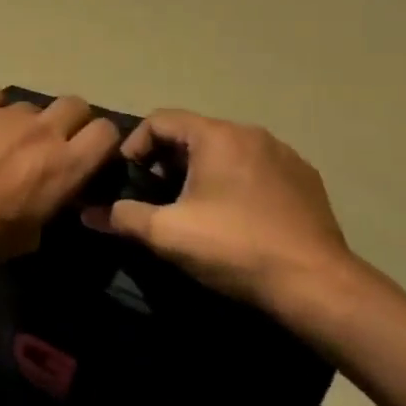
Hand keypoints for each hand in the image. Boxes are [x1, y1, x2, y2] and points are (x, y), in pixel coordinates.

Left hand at [0, 89, 122, 272]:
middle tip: (49, 143)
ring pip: (28, 104)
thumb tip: (49, 196)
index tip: (86, 155)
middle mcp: (42, 131)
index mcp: (65, 166)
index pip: (107, 133)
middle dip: (68, 121)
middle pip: (74, 105)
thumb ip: (49, 206)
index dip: (99, 142)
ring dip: (22, 121)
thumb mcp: (29, 236)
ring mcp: (3, 113)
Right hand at [83, 110, 355, 310]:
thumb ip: (122, 216)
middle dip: (166, 161)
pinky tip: (234, 218)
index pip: (160, 120)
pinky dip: (234, 183)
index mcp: (218, 136)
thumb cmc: (234, 247)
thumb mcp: (166, 233)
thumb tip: (87, 214)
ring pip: (226, 151)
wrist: (317, 285)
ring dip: (201, 172)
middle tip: (155, 197)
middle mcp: (252, 134)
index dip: (134, 145)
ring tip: (192, 208)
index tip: (128, 179)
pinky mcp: (306, 181)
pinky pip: (255, 169)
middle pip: (193, 134)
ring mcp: (284, 156)